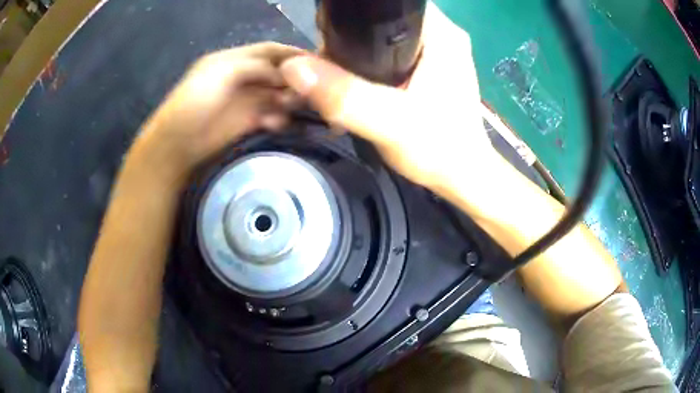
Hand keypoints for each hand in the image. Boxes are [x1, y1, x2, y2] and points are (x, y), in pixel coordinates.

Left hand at [134, 42, 303, 180]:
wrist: (178, 143)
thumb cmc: (196, 101)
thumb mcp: (222, 72)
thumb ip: (255, 66)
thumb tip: (284, 74)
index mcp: (235, 60)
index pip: (270, 51)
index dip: (292, 53)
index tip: (316, 61)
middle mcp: (244, 78)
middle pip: (278, 73)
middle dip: (294, 79)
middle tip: (308, 90)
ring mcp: (246, 101)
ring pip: (278, 95)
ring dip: (288, 100)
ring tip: (290, 107)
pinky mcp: (247, 123)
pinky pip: (272, 116)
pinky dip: (278, 119)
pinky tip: (274, 124)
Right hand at [280, 4, 495, 189]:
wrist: (462, 177)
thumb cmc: (439, 150)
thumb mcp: (389, 123)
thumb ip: (344, 96)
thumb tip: (293, 68)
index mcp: (441, 33)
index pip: (386, 5)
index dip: (350, 19)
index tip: (327, 43)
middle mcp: (442, 34)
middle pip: (381, 20)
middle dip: (349, 39)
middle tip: (331, 69)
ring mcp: (439, 50)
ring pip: (384, 36)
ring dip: (357, 53)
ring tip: (340, 79)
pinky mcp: (432, 67)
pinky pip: (392, 52)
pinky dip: (370, 63)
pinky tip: (358, 83)